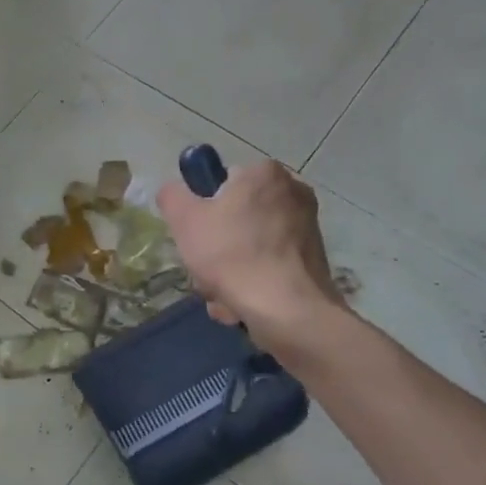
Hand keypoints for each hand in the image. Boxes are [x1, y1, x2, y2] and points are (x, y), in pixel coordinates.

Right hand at [157, 160, 341, 340]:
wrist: (288, 311)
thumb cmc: (233, 255)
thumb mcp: (185, 220)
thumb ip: (172, 196)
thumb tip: (174, 192)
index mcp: (265, 173)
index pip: (221, 182)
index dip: (203, 210)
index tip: (196, 237)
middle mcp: (293, 192)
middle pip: (236, 218)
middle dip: (216, 249)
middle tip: (205, 271)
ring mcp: (307, 228)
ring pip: (250, 246)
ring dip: (229, 272)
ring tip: (222, 297)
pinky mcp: (313, 260)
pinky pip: (270, 266)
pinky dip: (253, 284)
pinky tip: (242, 306)